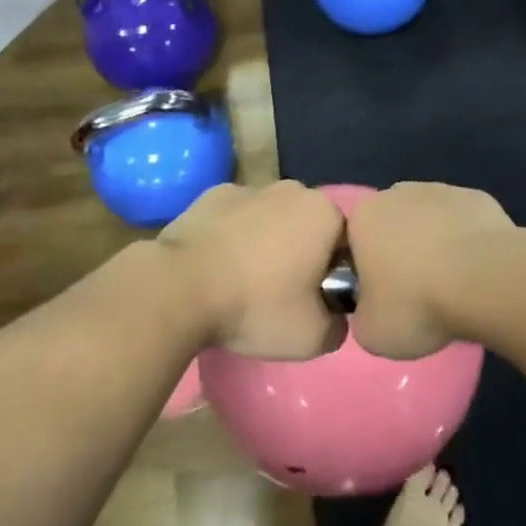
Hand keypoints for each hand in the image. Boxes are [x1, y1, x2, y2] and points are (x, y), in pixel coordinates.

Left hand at [160, 181, 345, 358]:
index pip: (346, 243)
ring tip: (245, 283)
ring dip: (266, 243)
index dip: (334, 274)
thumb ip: (337, 326)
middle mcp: (293, 189)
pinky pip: (236, 218)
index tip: (315, 301)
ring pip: (271, 219)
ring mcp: (250, 187)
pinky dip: (233, 236)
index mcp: (325, 213)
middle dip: (302, 253)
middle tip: (282, 294)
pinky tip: (218, 266)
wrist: (179, 288)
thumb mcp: (312, 338)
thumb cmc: (255, 306)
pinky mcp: (212, 194)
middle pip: (308, 226)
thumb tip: (333, 317)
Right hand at [344, 182, 520, 358]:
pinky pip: (462, 223)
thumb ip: (362, 315)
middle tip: (416, 294)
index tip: (383, 300)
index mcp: (363, 217)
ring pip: (429, 221)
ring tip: (451, 286)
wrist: (487, 281)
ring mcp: (441, 190)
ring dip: (434, 246)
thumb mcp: (371, 333)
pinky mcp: (477, 198)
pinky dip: (466, 243)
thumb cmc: (418, 303)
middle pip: (392, 226)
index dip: (366, 273)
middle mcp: (397, 193)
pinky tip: (477, 271)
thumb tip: (372, 309)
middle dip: (400, 253)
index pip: (353, 243)